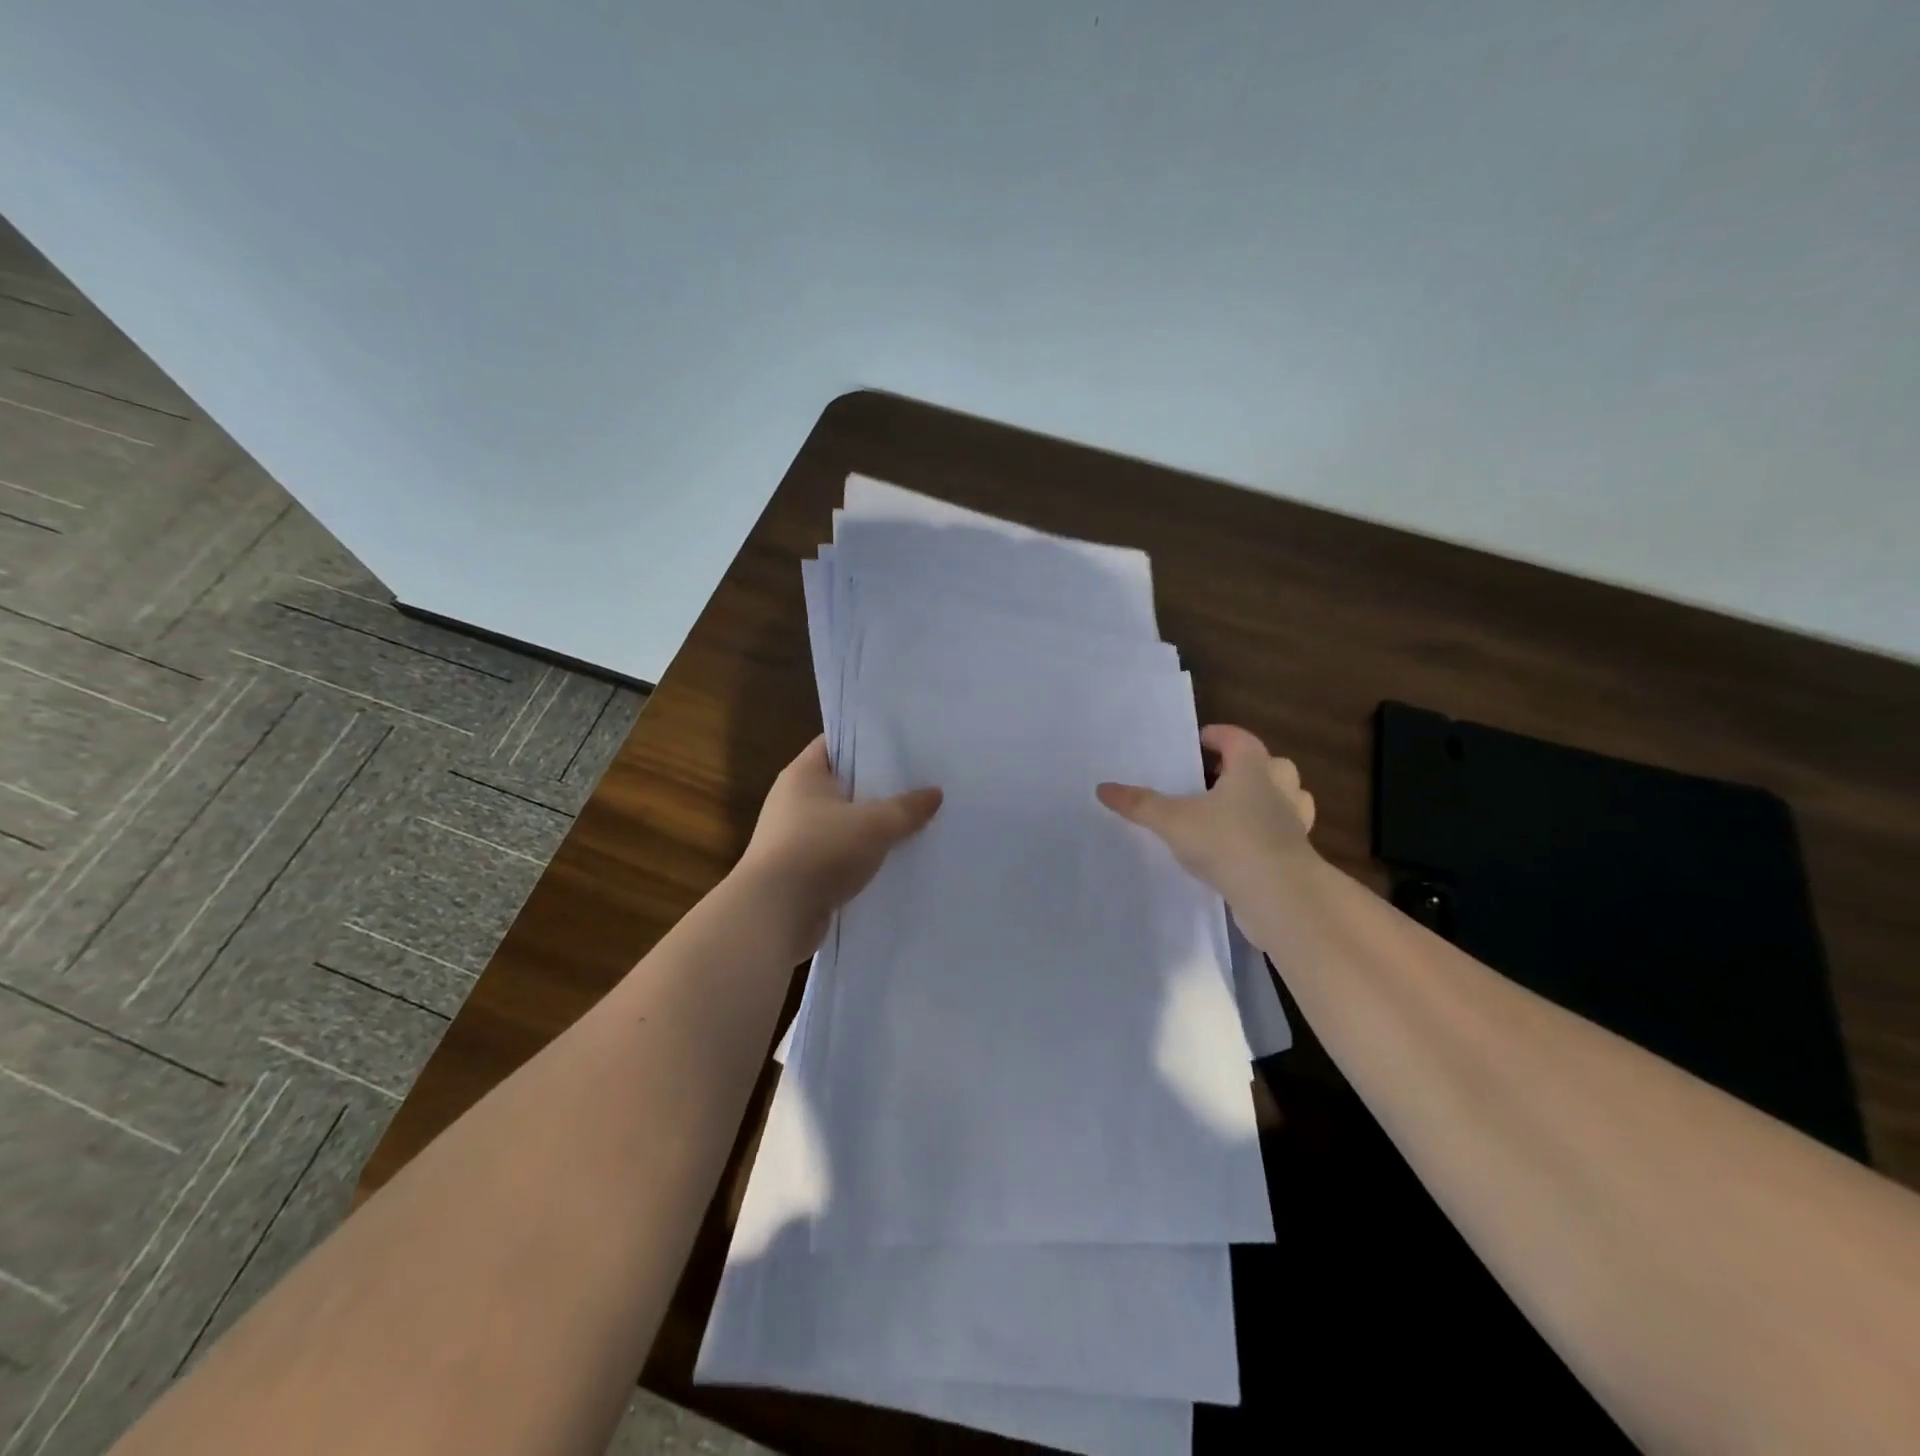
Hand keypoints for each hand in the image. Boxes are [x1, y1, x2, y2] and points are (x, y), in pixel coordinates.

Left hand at [733, 736, 942, 961]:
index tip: (904, 745)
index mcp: (803, 774)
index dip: (868, 741)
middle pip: (844, 784)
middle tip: (921, 784)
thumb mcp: (874, 824)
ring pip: (844, 823)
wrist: (774, 915)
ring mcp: (795, 837)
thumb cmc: (820, 851)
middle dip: (879, 787)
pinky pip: (840, 855)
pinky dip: (862, 857)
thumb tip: (935, 793)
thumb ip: (907, 808)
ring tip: (916, 823)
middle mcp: (794, 800)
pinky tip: (894, 861)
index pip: (837, 743)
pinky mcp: (801, 871)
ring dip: (873, 827)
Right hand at [1096, 725, 1316, 901]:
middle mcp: (1278, 791)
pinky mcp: (1296, 857)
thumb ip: (1140, 804)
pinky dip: (1269, 835)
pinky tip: (1244, 848)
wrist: (1279, 897)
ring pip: (1289, 799)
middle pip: (1274, 765)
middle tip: (1220, 776)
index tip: (1202, 740)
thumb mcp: (1173, 821)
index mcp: (1252, 770)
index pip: (1239, 739)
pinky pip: (1285, 835)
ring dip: (1268, 799)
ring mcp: (1293, 825)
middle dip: (1250, 766)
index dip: (1220, 736)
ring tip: (1237, 810)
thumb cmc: (1228, 842)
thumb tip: (1102, 788)